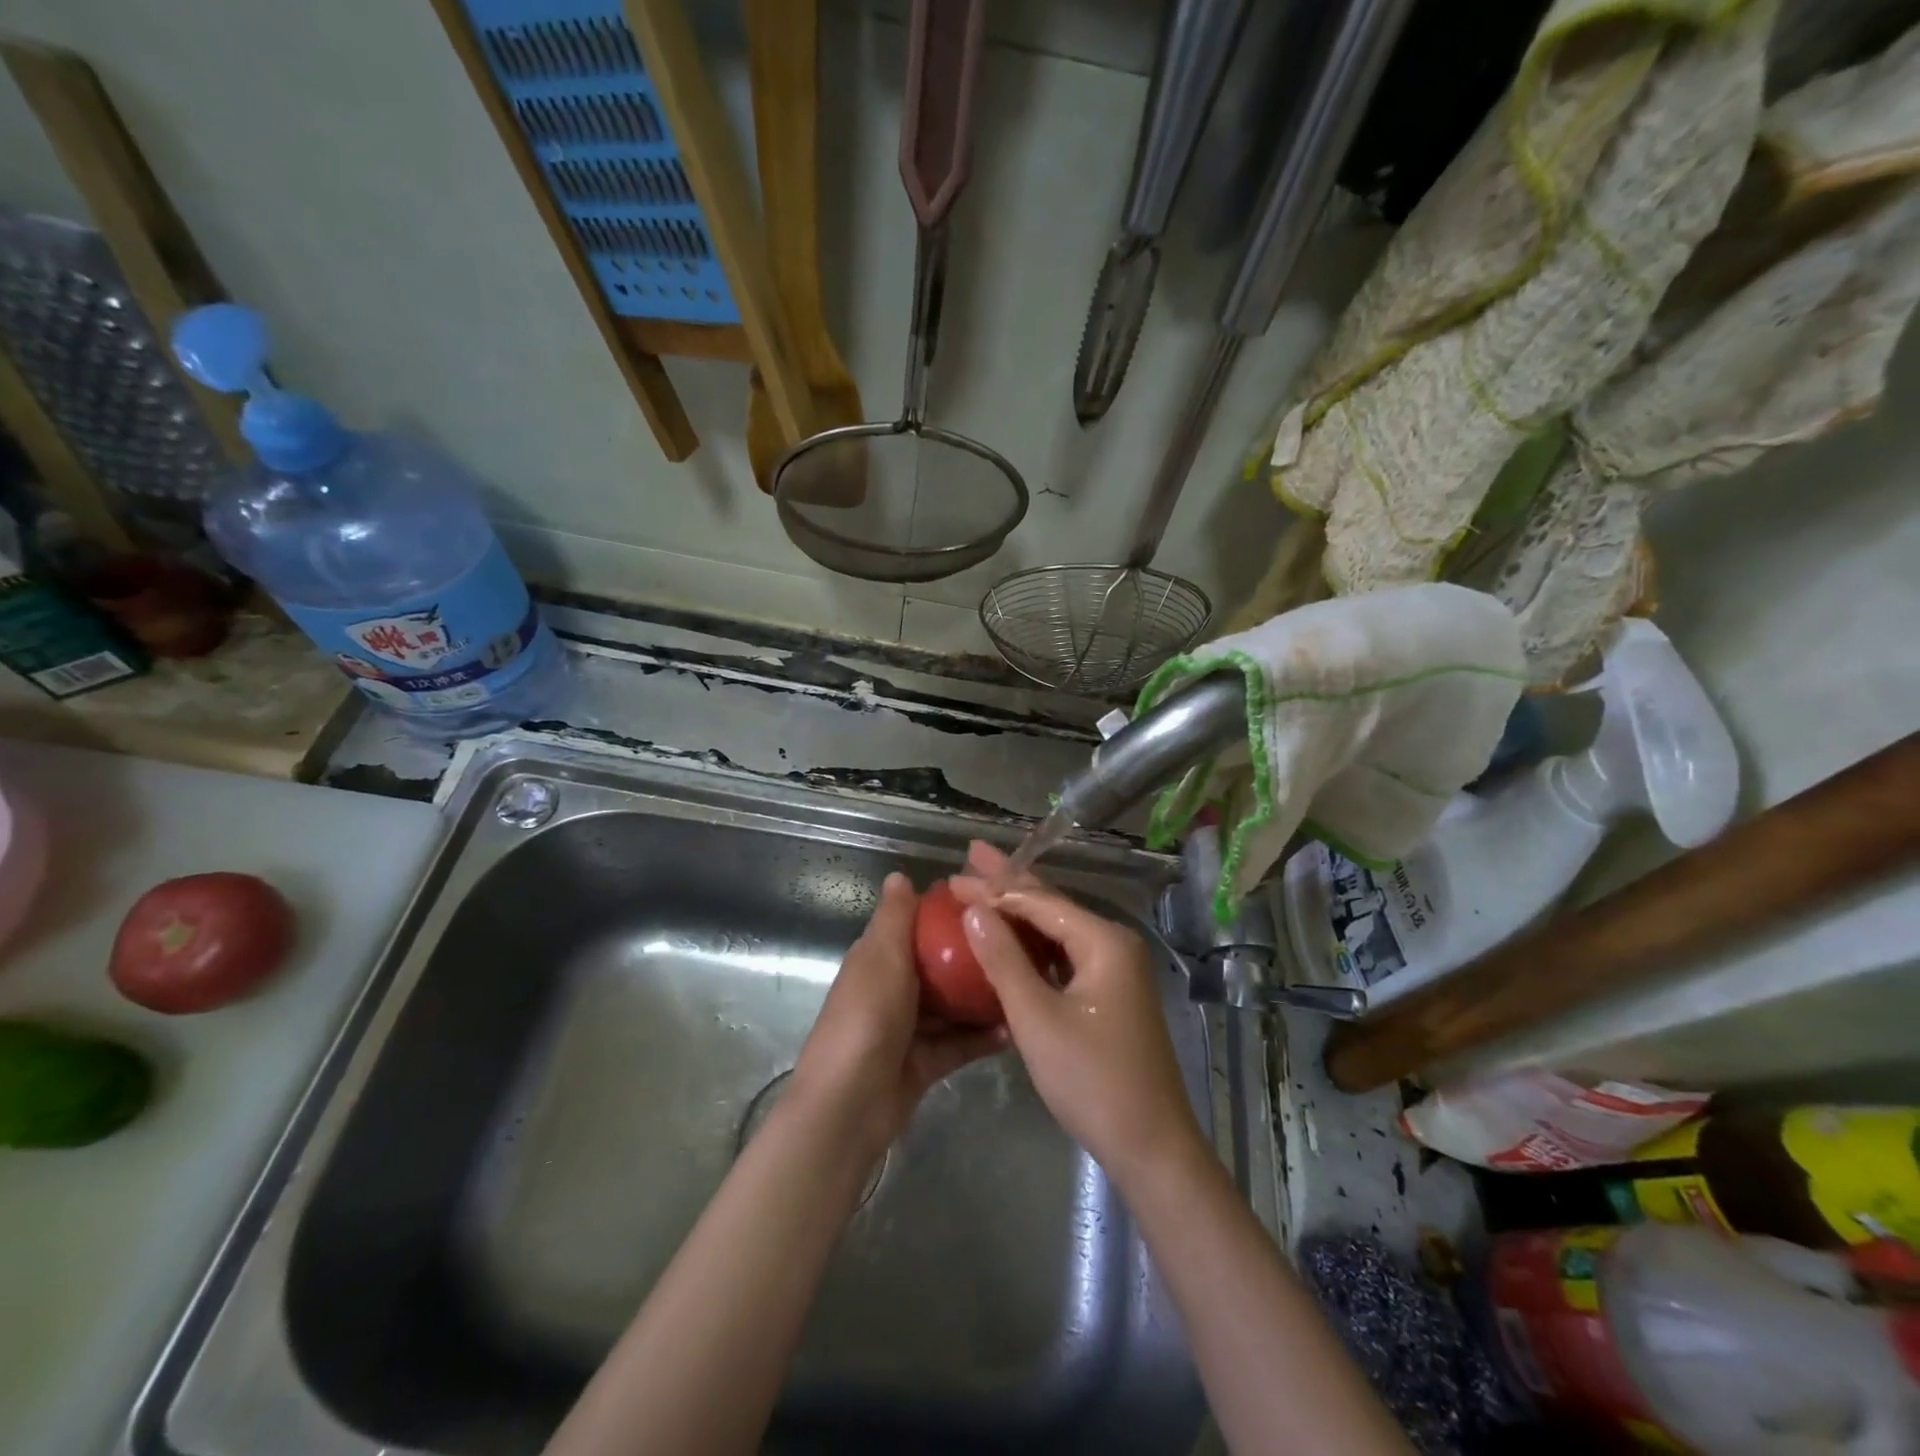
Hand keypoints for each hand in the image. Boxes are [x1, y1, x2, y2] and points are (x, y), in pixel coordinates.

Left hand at [788, 872, 1005, 1159]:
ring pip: (952, 1005)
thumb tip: (899, 874)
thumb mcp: (881, 960)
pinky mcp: (924, 1062)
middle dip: (972, 955)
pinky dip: (981, 1037)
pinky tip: (1014, 1028)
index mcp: (878, 958)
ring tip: (1024, 982)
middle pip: (938, 964)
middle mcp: (893, 988)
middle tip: (1019, 942)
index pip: (913, 924)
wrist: (848, 1108)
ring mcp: (909, 1027)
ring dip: (982, 997)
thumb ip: (894, 919)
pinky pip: (959, 1043)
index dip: (945, 910)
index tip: (988, 900)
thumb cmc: (866, 1020)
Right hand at [949, 843, 1205, 1185]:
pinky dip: (1033, 944)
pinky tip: (1009, 939)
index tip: (952, 878)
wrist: (1151, 1146)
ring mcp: (1114, 970)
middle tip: (971, 855)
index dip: (993, 888)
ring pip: (1057, 929)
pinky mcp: (1108, 994)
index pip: (1039, 900)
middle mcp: (1113, 945)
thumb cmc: (1092, 1080)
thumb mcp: (1038, 1019)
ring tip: (983, 886)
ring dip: (1019, 910)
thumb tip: (975, 910)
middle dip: (1009, 880)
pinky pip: (1064, 955)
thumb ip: (1005, 960)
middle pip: (1052, 904)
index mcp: (1103, 941)